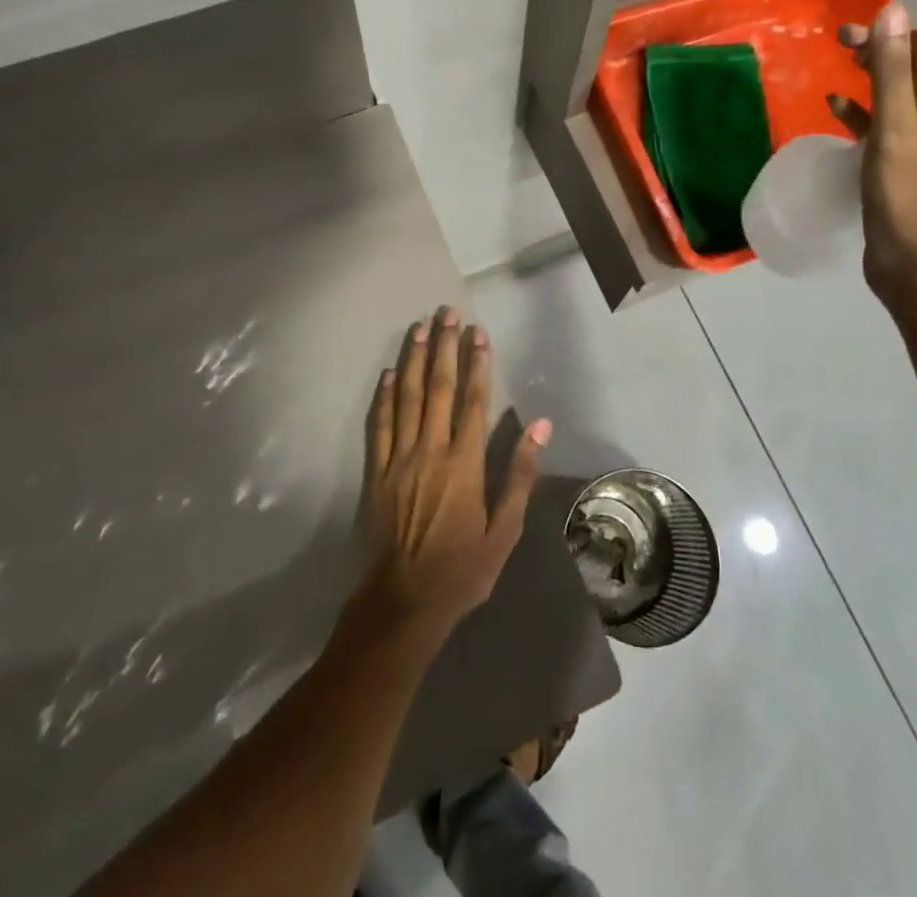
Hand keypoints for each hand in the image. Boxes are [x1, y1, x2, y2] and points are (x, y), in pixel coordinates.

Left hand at [354, 307, 550, 645]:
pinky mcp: (376, 471)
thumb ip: (519, 474)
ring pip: (407, 397)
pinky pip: (379, 424)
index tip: (479, 332)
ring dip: (414, 360)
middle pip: (439, 388)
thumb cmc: (460, 570)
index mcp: (464, 463)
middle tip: (446, 313)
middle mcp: (430, 450)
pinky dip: (384, 396)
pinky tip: (389, 373)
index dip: (478, 363)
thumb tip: (540, 426)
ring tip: (419, 328)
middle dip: (444, 347)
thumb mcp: (504, 531)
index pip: (473, 400)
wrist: (401, 603)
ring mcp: (399, 458)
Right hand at [828, 0, 916, 306]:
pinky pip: (890, 131)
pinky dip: (865, 117)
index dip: (901, 36)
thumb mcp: (897, 136)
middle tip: (840, 42)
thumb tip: (892, 12)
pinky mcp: (910, 171)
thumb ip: (893, 75)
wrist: (915, 275)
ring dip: (872, 82)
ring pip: (902, 102)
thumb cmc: (910, 204)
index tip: (859, 32)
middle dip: (882, 55)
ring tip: (838, 68)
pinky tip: (836, 110)